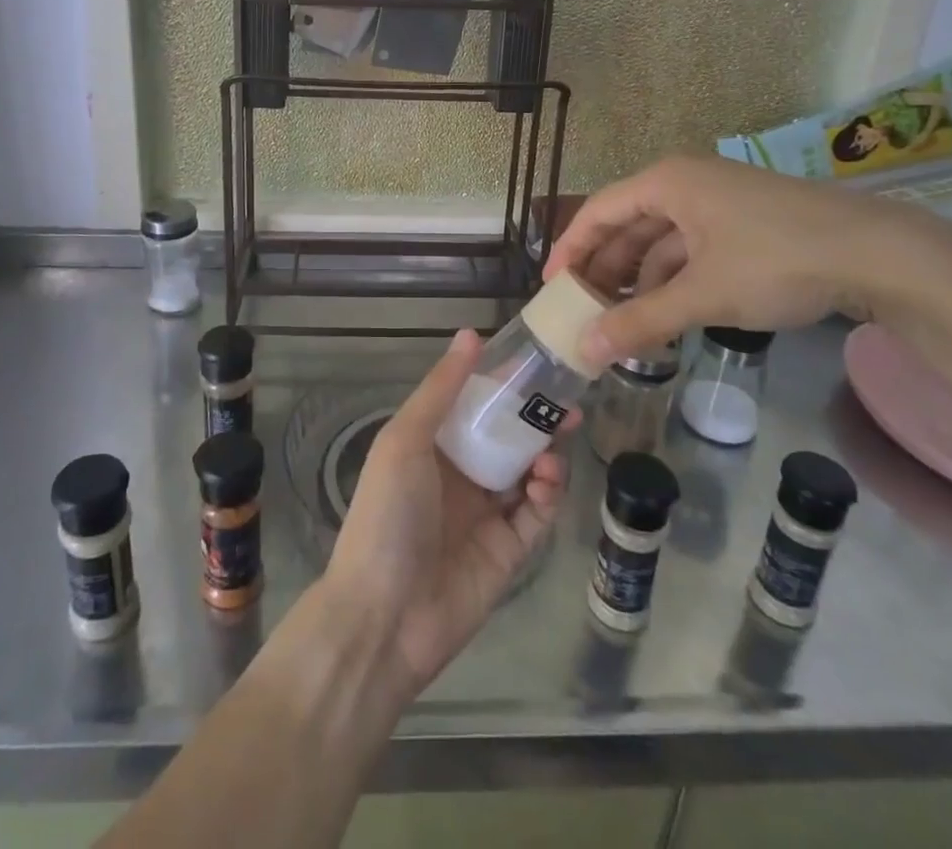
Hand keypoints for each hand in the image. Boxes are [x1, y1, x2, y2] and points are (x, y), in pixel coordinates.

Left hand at [324, 329, 573, 698]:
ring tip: (556, 445)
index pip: (473, 405)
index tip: (536, 363)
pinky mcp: (508, 551)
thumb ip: (441, 390)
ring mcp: (484, 514)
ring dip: (545, 454)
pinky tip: (546, 481)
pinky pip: (536, 515)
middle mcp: (459, 475)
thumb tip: (470, 334)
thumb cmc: (387, 514)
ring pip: (526, 472)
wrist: (383, 617)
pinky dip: (548, 494)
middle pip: (506, 437)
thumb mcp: (405, 441)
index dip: (503, 384)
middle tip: (568, 403)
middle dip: (536, 419)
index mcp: (431, 445)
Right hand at [545, 154, 910, 365]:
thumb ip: (641, 321)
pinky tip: (667, 312)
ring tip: (619, 319)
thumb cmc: (776, 261)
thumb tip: (585, 350)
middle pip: (627, 225)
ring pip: (660, 240)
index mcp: (667, 183)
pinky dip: (673, 279)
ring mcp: (718, 202)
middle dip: (604, 269)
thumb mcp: (703, 295)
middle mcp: (686, 183)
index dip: (570, 248)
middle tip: (582, 309)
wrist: (881, 254)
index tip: (552, 287)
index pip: (598, 211)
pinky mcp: (744, 224)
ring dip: (639, 278)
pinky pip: (691, 248)